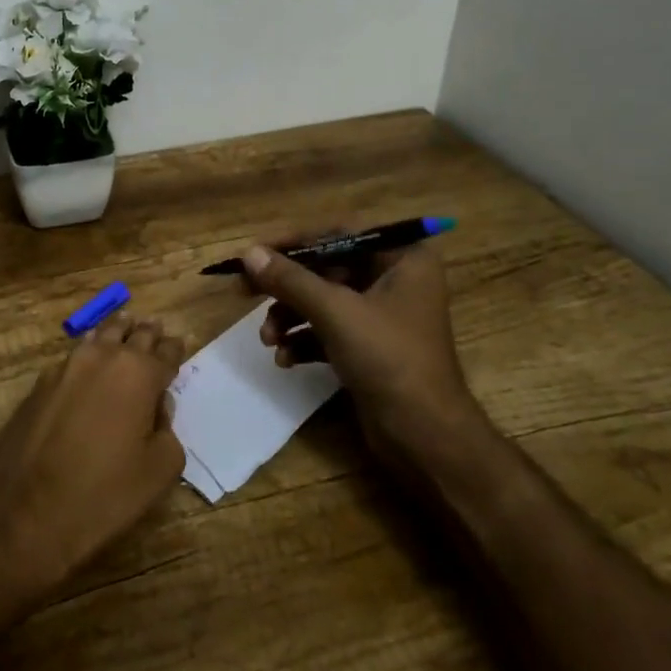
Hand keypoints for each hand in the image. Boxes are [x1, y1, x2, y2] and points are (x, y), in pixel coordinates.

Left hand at [0, 315, 187, 597]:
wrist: (24, 514)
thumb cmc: (103, 494)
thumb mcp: (158, 470)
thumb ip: (167, 429)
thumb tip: (157, 408)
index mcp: (138, 373)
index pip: (165, 351)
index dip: (174, 349)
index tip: (179, 344)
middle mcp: (103, 358)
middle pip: (131, 334)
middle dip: (146, 333)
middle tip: (155, 330)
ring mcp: (66, 367)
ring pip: (99, 337)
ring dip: (115, 334)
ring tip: (125, 332)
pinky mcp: (39, 383)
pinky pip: (73, 357)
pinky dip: (88, 353)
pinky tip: (90, 362)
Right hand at [242, 235, 485, 470]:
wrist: (426, 437)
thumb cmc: (389, 359)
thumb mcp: (336, 312)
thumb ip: (291, 279)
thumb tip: (248, 253)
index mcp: (402, 259)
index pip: (338, 233)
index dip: (293, 241)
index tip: (254, 252)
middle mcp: (395, 279)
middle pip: (326, 268)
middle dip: (286, 286)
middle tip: (244, 291)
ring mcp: (382, 316)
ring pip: (323, 301)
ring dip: (290, 316)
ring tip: (268, 339)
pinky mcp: (371, 347)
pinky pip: (329, 330)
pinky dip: (304, 340)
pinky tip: (285, 359)